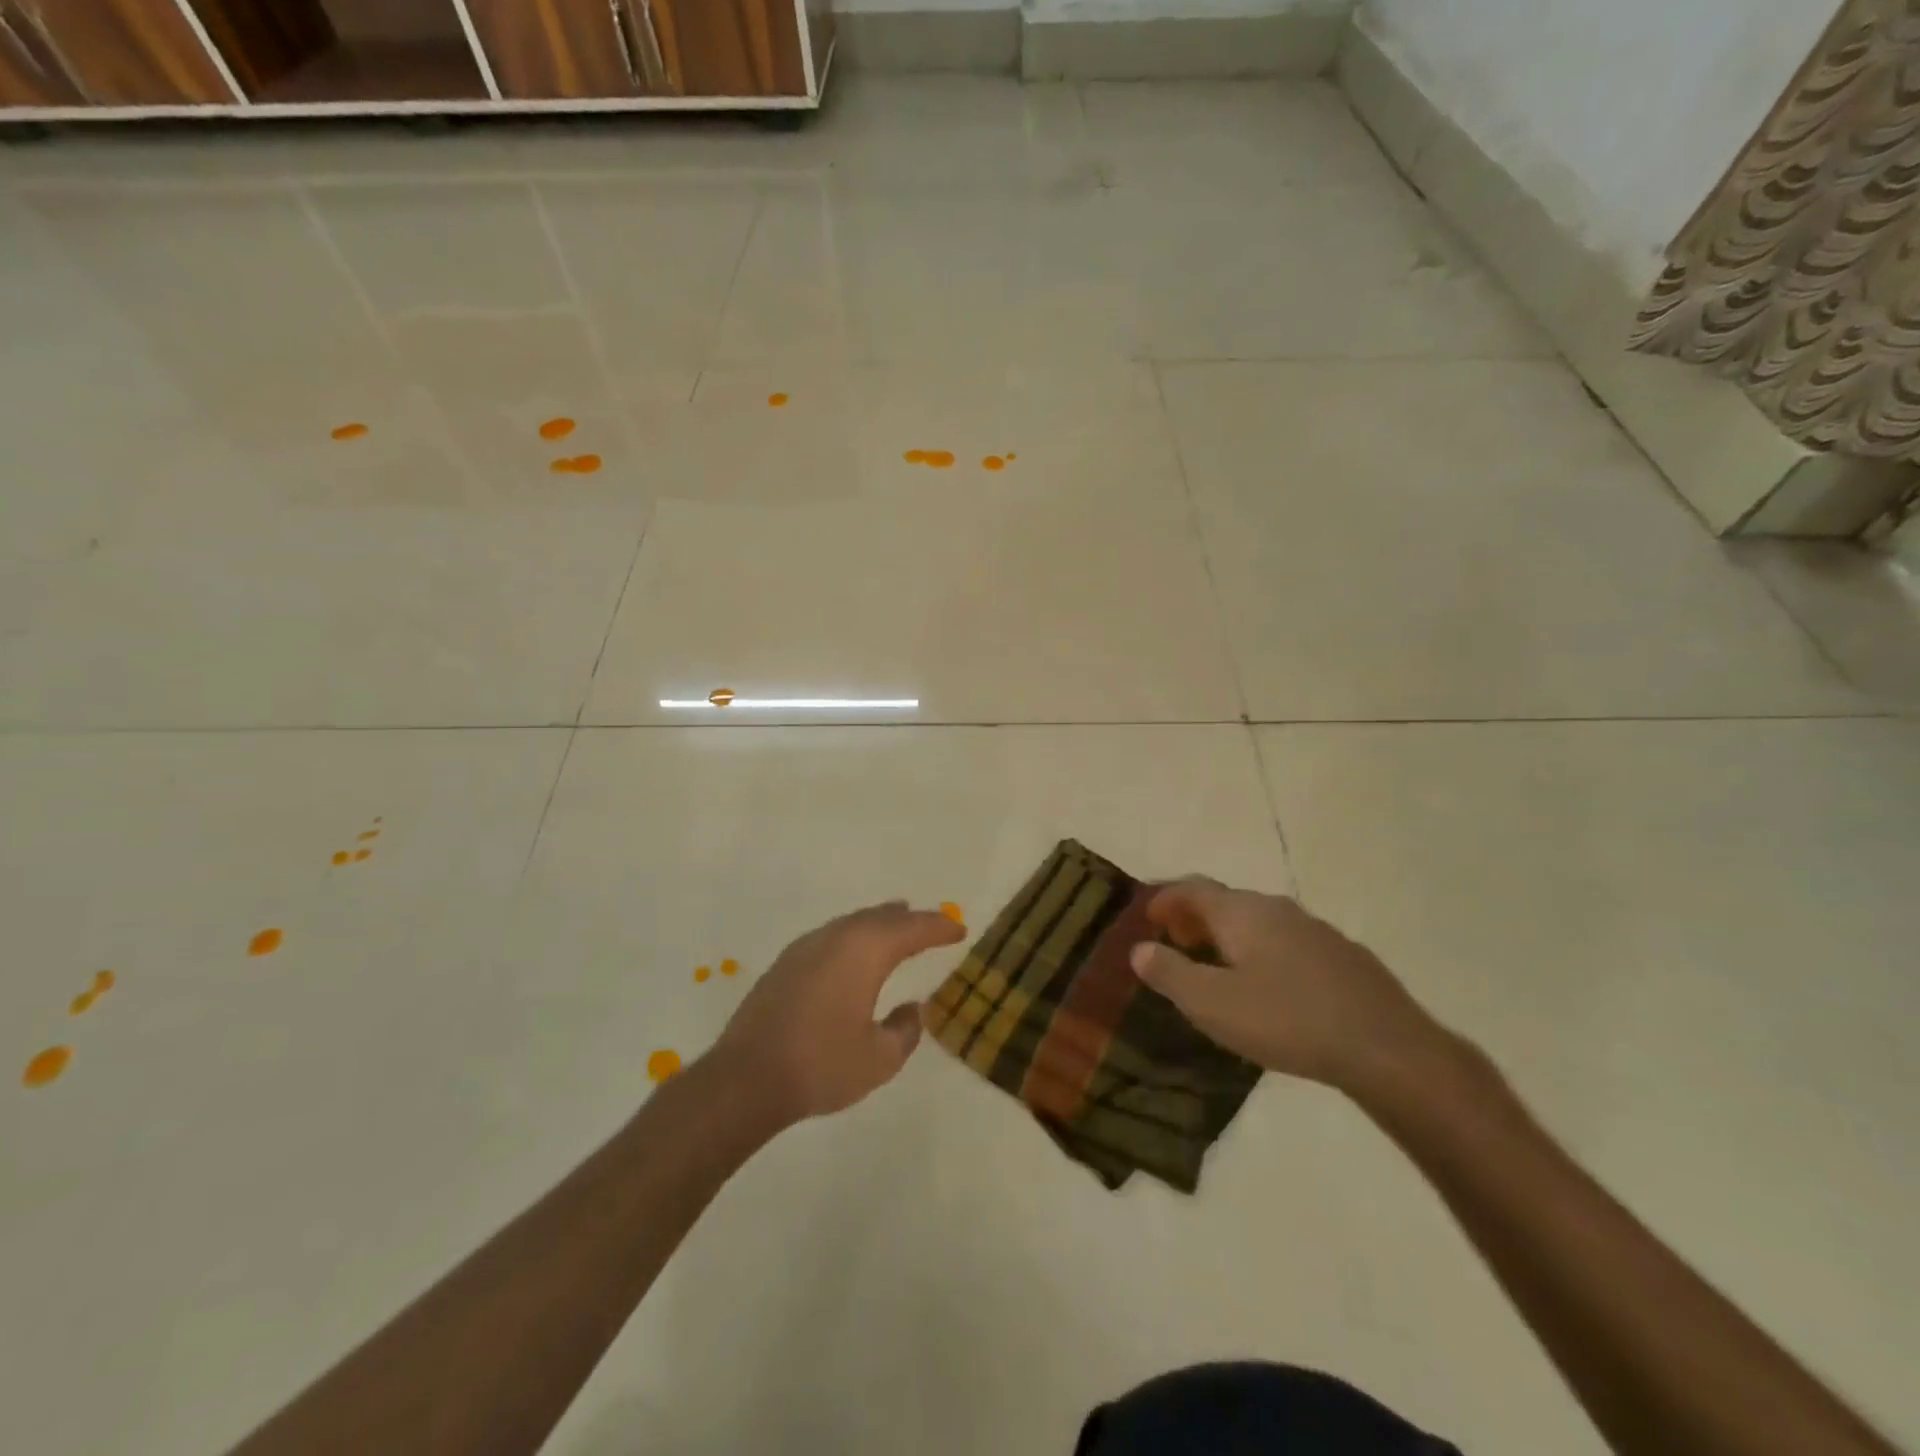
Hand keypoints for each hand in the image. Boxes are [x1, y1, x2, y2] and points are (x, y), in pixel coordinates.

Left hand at [713, 901, 965, 1124]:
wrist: (745, 1079)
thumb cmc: (821, 1066)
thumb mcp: (879, 1058)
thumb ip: (904, 1030)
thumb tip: (910, 1008)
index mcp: (866, 951)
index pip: (912, 929)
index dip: (939, 928)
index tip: (959, 930)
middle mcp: (837, 937)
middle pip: (881, 918)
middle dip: (910, 920)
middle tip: (932, 924)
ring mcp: (806, 947)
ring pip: (853, 923)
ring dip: (879, 923)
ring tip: (897, 923)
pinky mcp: (785, 964)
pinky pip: (832, 936)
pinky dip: (853, 936)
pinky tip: (852, 951)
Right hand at [1130, 878, 1443, 1094]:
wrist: (1387, 1048)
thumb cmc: (1286, 1019)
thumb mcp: (1212, 1004)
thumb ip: (1170, 974)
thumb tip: (1139, 949)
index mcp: (1242, 912)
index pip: (1193, 888)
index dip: (1166, 898)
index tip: (1148, 916)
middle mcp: (1277, 908)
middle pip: (1227, 901)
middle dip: (1196, 917)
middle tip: (1178, 944)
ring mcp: (1316, 930)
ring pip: (1260, 922)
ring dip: (1231, 936)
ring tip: (1219, 967)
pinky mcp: (1344, 957)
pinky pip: (1288, 943)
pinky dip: (1264, 952)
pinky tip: (1271, 988)